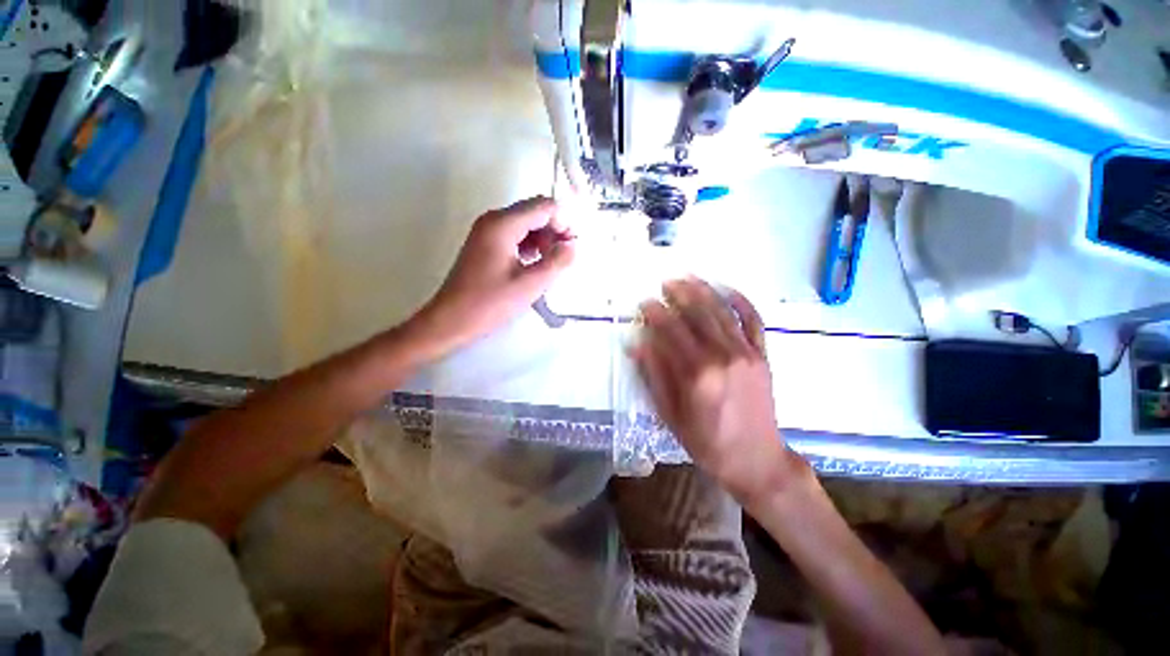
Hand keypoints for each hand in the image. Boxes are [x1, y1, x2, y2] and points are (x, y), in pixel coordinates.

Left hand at [416, 196, 575, 350]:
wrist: (451, 320)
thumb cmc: (490, 303)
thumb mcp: (531, 284)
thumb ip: (557, 261)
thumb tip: (572, 245)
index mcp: (503, 224)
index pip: (544, 206)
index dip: (564, 222)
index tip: (572, 247)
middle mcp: (494, 220)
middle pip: (535, 212)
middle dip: (555, 230)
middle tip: (565, 257)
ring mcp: (487, 231)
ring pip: (526, 223)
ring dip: (544, 239)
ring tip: (551, 265)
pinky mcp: (486, 245)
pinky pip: (516, 235)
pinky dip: (531, 246)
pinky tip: (535, 265)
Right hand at [632, 279, 794, 504]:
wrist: (756, 459)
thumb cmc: (706, 441)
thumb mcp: (670, 414)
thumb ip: (654, 375)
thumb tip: (636, 344)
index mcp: (696, 374)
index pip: (670, 331)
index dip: (655, 313)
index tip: (644, 302)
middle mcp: (722, 356)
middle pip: (696, 314)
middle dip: (679, 294)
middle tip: (665, 283)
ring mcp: (746, 353)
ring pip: (721, 311)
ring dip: (703, 291)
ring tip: (688, 278)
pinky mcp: (762, 355)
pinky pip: (753, 321)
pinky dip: (741, 302)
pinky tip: (727, 289)